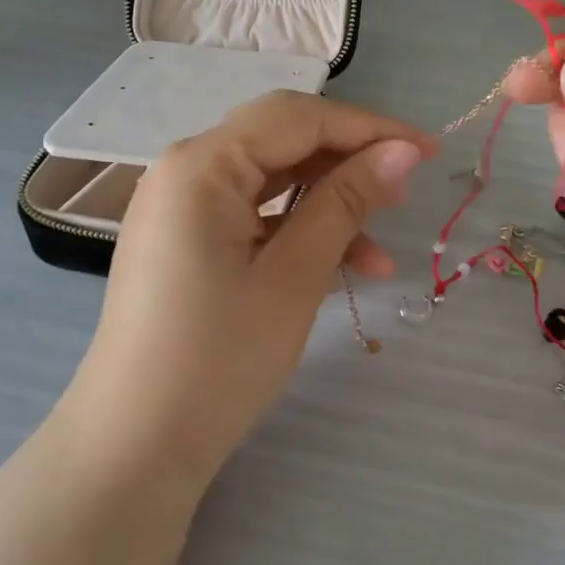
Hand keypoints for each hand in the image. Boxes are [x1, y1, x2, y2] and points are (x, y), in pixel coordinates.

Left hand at [63, 91, 432, 494]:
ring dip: (329, 202)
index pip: (299, 118)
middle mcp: (184, 170)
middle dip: (349, 159)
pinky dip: (298, 230)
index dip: (370, 128)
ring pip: (271, 179)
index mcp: (202, 164)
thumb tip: (403, 150)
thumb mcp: (294, 275)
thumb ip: (347, 201)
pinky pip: (253, 215)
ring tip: (381, 242)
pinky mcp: (186, 241)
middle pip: (282, 140)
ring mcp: (181, 207)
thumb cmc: (219, 358)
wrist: (135, 446)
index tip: (429, 150)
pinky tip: (343, 265)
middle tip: (405, 190)